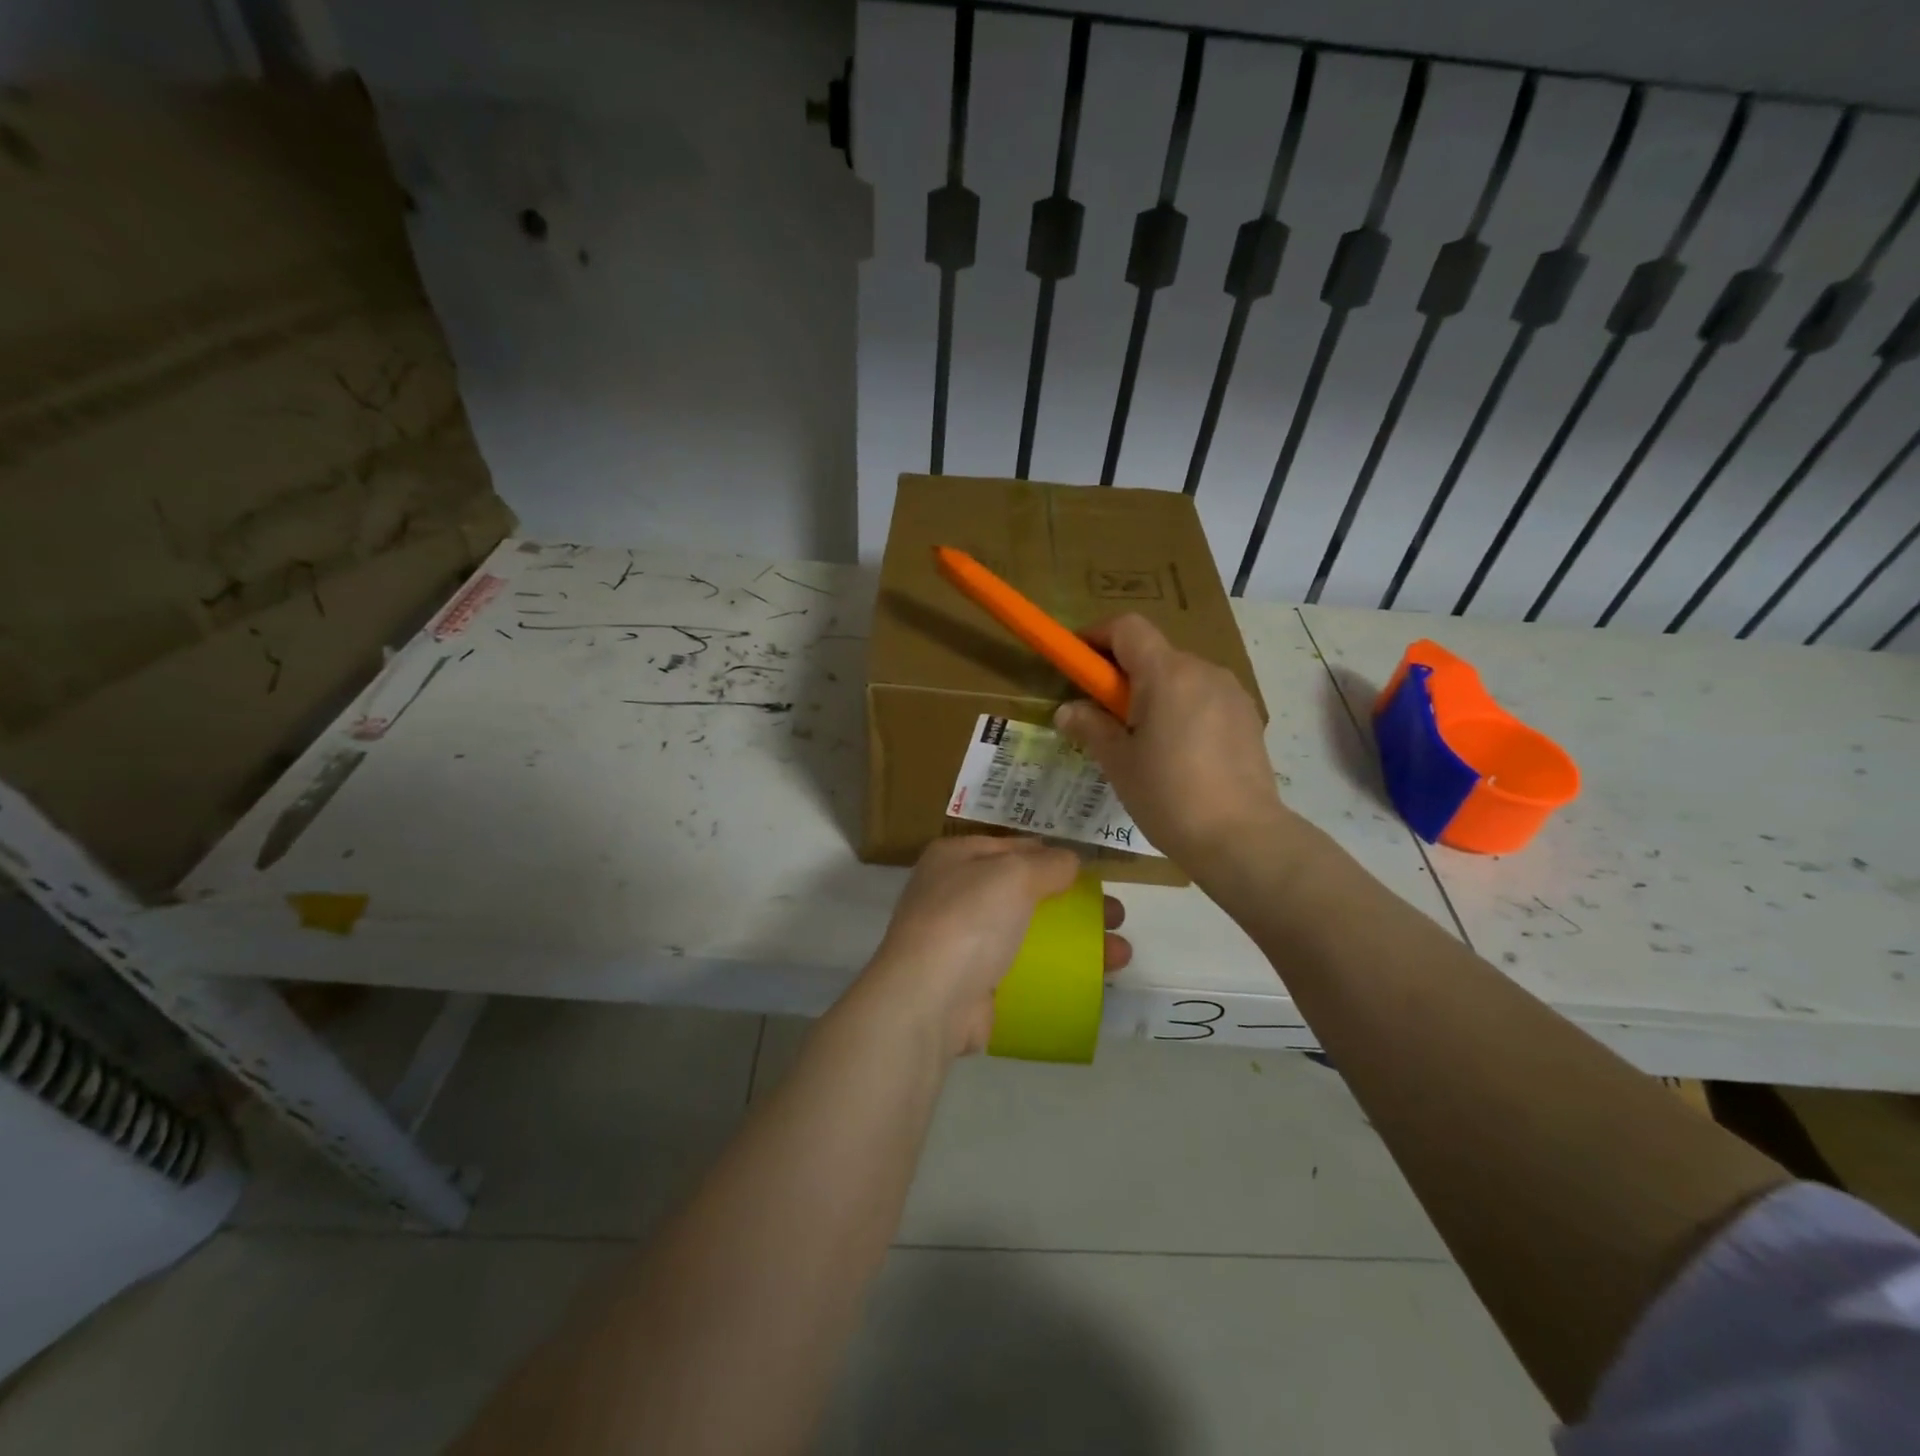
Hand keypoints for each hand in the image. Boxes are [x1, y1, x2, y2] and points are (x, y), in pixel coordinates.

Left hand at [859, 836, 1130, 1058]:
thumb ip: (1049, 863)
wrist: (929, 1000)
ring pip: (1029, 932)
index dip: (1051, 854)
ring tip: (1121, 953)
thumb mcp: (1013, 873)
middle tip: (1115, 913)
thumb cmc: (968, 920)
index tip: (1091, 869)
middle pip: (1025, 891)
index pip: (1011, 846)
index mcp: (955, 857)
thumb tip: (1070, 861)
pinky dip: (1057, 972)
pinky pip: (1024, 970)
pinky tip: (1092, 980)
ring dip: (1076, 939)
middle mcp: (954, 894)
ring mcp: (962, 942)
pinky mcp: (974, 983)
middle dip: (1073, 901)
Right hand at [1054, 615, 1299, 885]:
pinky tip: (1177, 751)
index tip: (1077, 660)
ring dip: (1154, 692)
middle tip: (1102, 711)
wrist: (1241, 837)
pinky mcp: (1248, 717)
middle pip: (1154, 652)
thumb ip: (1091, 727)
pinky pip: (1204, 697)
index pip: (1128, 628)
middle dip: (1123, 672)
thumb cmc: (1169, 796)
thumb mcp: (1119, 762)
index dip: (1097, 635)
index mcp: (1167, 674)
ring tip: (1142, 738)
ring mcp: (1231, 692)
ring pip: (1180, 676)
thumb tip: (1068, 710)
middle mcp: (1203, 670)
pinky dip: (1181, 708)